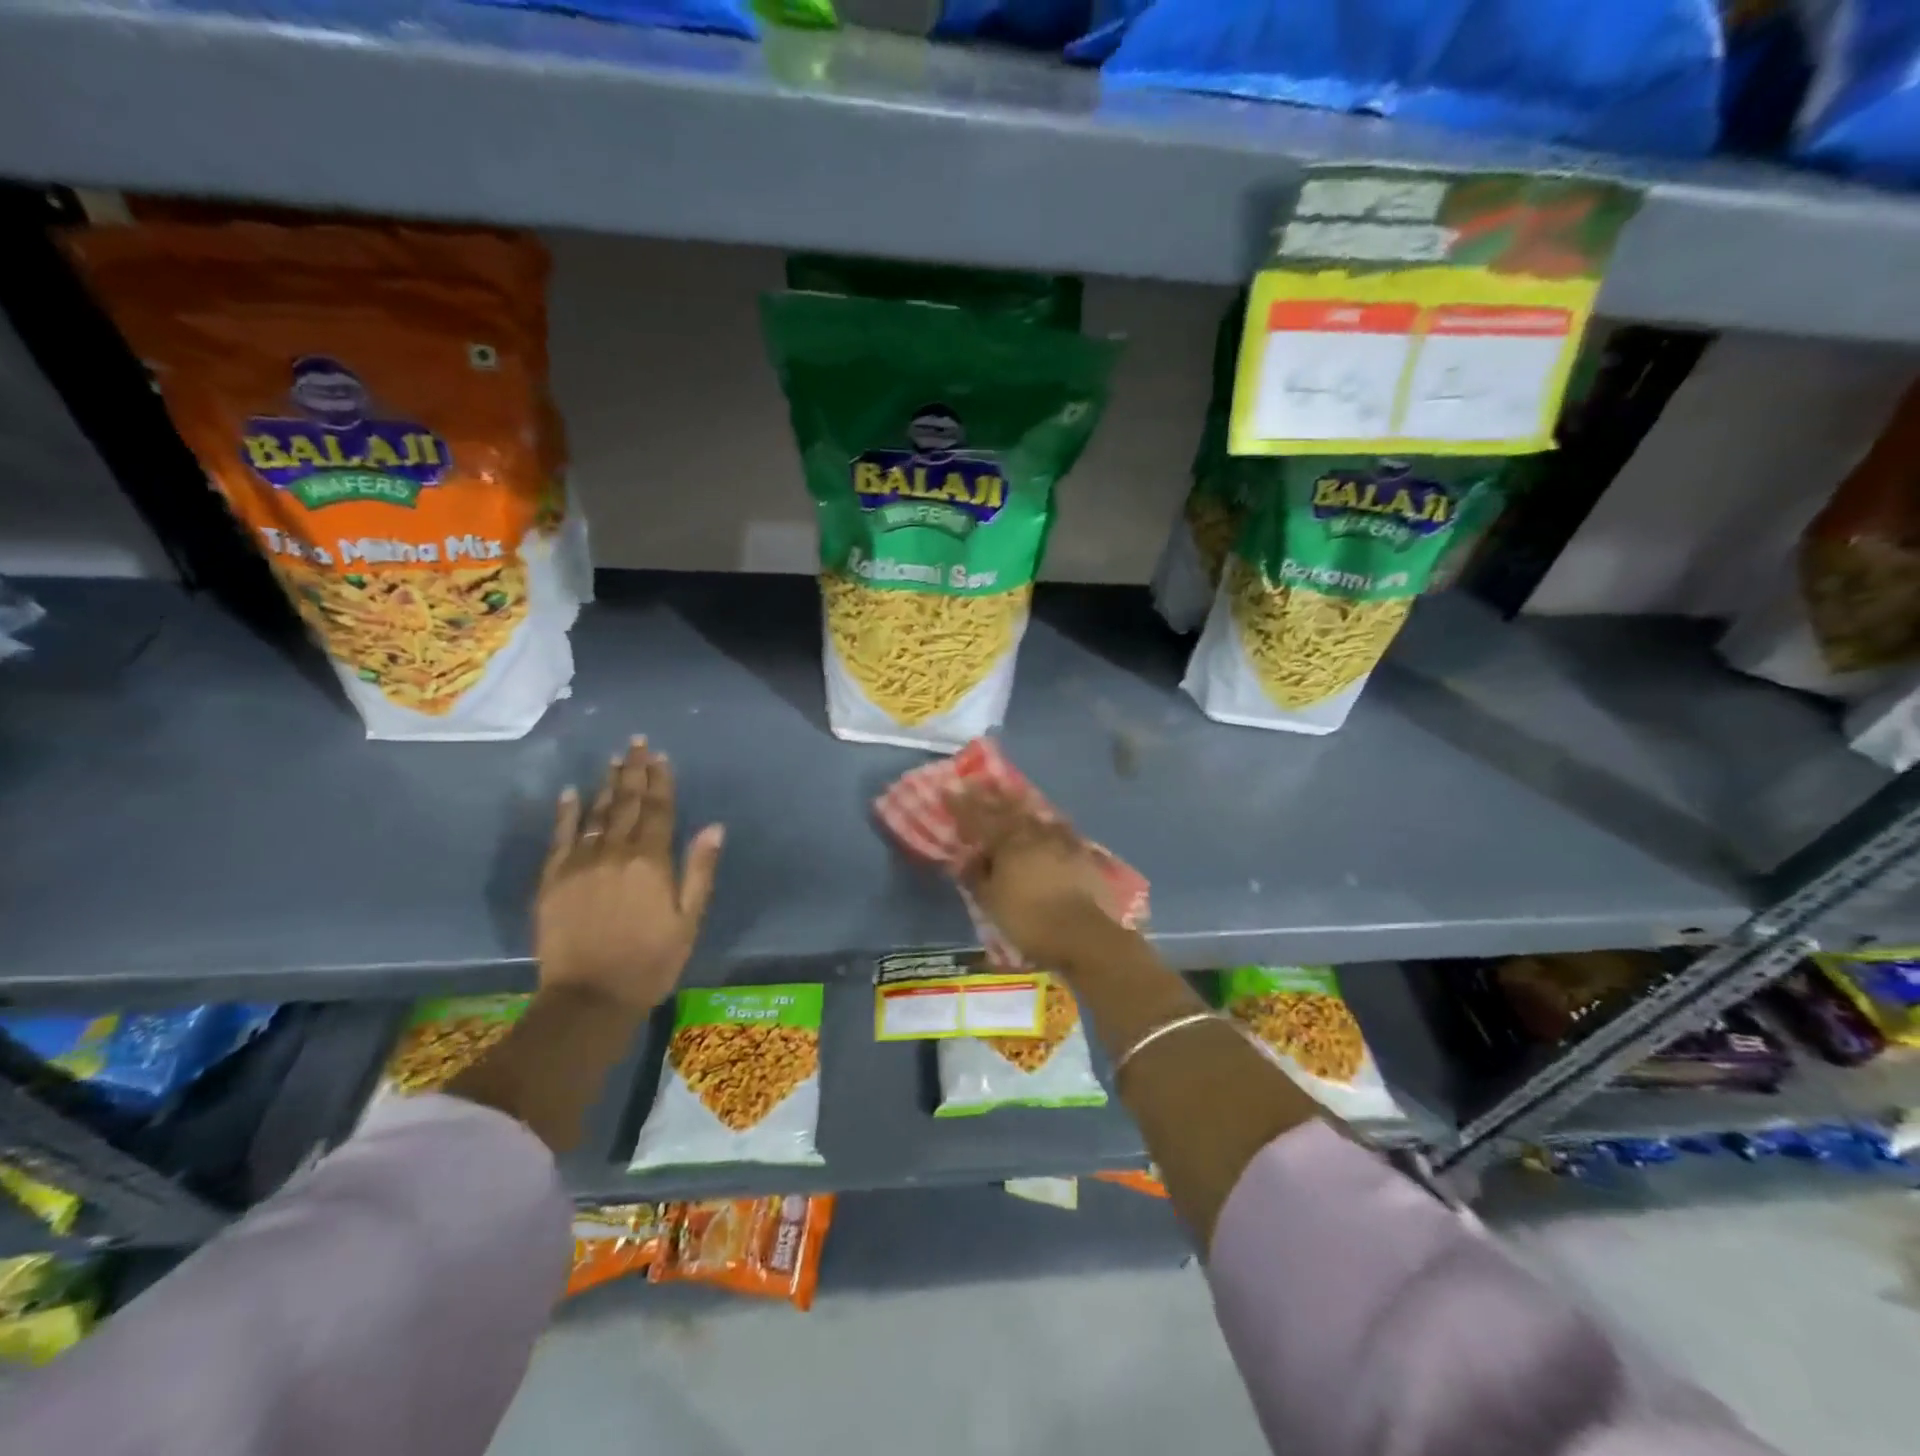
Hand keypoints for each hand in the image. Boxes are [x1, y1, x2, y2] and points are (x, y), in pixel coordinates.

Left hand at [535, 738, 724, 1013]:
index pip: (657, 810)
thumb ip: (699, 870)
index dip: (660, 782)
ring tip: (613, 760)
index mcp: (651, 861)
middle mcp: (615, 853)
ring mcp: (579, 864)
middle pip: (625, 804)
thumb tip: (714, 827)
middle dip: (633, 772)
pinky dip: (566, 813)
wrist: (589, 998)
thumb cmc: (651, 961)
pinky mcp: (552, 879)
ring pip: (596, 814)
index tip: (661, 757)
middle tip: (636, 743)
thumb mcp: (688, 920)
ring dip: (606, 785)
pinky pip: (560, 837)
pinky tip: (571, 793)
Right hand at [949, 788, 1122, 967]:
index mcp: (1007, 842)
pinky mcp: (1082, 852)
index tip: (948, 790)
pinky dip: (1048, 822)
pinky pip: (1060, 828)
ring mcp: (1061, 840)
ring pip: (1035, 814)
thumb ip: (977, 876)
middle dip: (990, 795)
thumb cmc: (1028, 919)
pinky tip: (1049, 820)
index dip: (961, 805)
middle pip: (1008, 808)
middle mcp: (1033, 833)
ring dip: (1020, 802)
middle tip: (978, 782)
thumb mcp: (991, 902)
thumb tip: (968, 858)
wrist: (1082, 933)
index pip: (978, 818)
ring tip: (1010, 792)